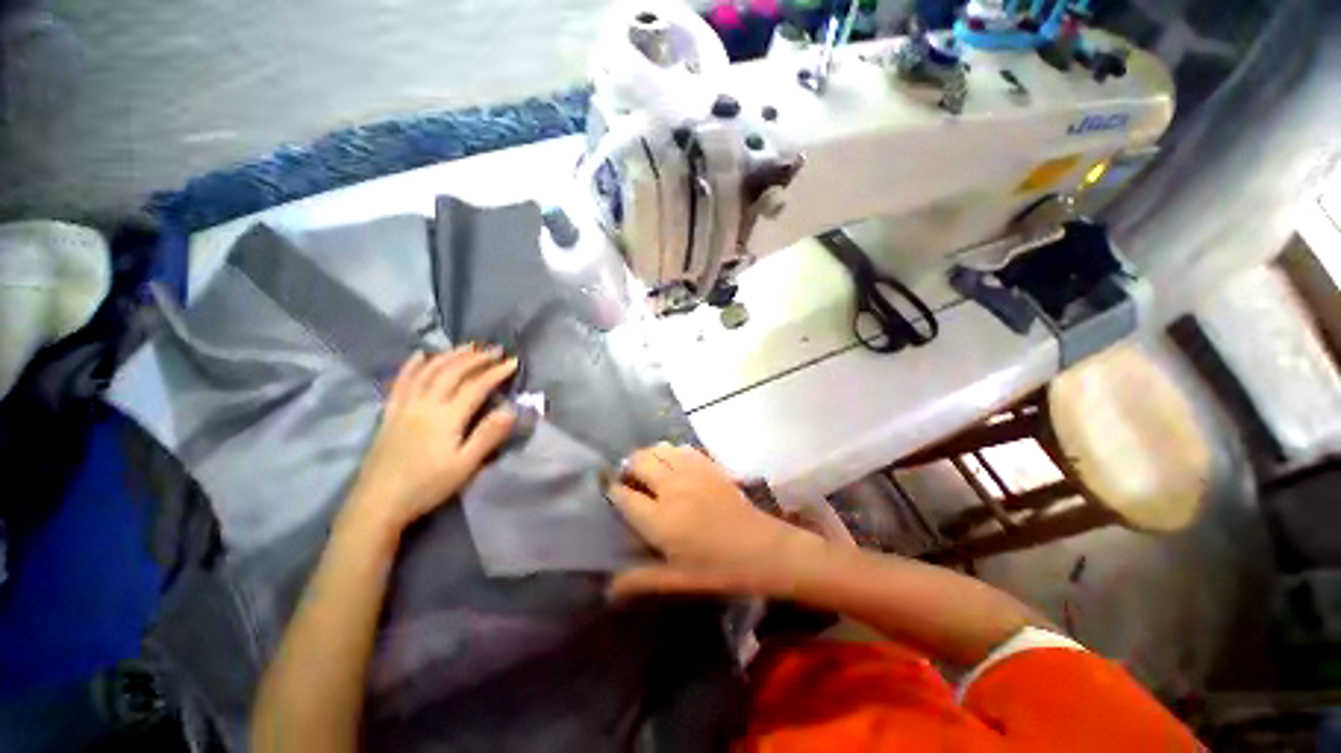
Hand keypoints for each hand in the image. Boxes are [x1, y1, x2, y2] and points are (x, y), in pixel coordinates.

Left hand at [344, 346, 517, 533]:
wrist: (377, 503)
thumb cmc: (427, 486)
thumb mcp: (465, 466)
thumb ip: (488, 435)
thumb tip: (511, 410)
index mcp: (446, 417)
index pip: (476, 386)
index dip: (497, 372)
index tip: (514, 362)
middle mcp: (425, 404)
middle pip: (452, 372)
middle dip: (476, 358)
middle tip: (495, 350)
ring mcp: (404, 406)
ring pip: (428, 371)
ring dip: (450, 355)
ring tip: (467, 346)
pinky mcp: (390, 413)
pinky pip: (401, 381)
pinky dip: (412, 365)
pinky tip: (420, 355)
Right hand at [606, 444, 822, 598]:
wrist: (762, 548)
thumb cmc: (717, 568)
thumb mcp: (677, 580)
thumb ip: (640, 580)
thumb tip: (607, 588)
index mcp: (660, 517)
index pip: (624, 496)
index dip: (613, 492)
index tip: (610, 493)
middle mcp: (671, 486)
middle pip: (639, 461)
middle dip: (628, 468)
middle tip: (630, 481)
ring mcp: (691, 471)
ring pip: (659, 449)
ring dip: (648, 456)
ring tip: (649, 471)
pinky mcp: (708, 465)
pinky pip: (681, 448)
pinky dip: (670, 452)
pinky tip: (674, 464)